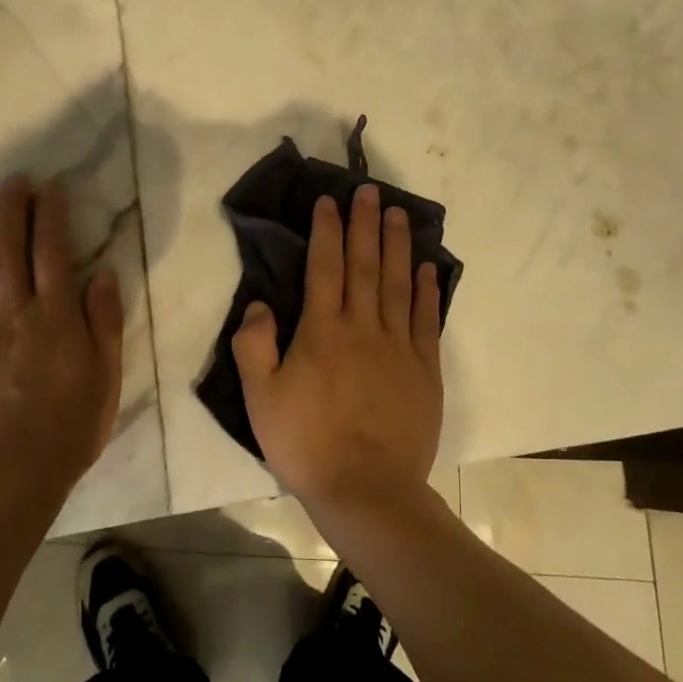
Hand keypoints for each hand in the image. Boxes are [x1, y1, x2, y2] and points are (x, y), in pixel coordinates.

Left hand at [0, 177, 123, 500]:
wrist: (10, 478)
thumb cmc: (69, 428)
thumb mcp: (106, 376)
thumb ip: (105, 322)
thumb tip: (104, 272)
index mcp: (55, 317)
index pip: (52, 252)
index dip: (50, 216)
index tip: (49, 188)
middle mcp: (13, 314)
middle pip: (8, 251)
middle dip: (11, 211)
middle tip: (12, 181)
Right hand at [233, 183, 443, 513]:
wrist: (367, 491)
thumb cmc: (307, 444)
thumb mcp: (261, 398)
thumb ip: (255, 346)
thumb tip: (260, 303)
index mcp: (322, 331)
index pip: (324, 267)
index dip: (327, 230)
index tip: (330, 201)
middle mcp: (362, 327)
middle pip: (365, 264)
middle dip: (365, 224)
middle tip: (370, 190)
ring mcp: (398, 347)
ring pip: (397, 283)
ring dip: (398, 245)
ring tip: (399, 213)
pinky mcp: (424, 370)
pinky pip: (425, 320)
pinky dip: (427, 290)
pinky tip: (427, 267)